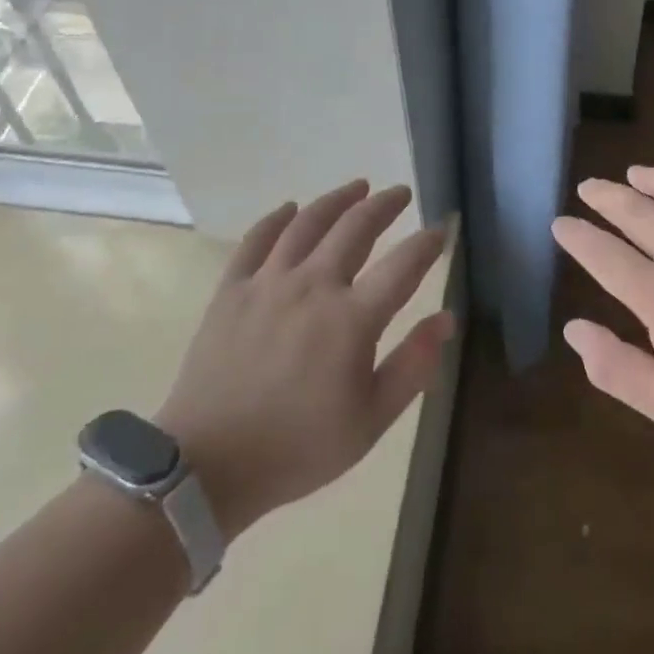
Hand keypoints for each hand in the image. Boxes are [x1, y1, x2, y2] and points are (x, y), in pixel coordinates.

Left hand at [157, 181, 451, 540]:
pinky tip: (290, 208)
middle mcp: (313, 286)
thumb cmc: (298, 448)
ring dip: (337, 200)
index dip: (427, 243)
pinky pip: (256, 240)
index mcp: (352, 319)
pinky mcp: (232, 290)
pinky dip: (276, 219)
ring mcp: (268, 283)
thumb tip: (445, 319)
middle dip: (384, 205)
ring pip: (308, 223)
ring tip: (357, 186)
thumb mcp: (371, 420)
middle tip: (400, 193)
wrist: (208, 466)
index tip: (441, 230)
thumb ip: (413, 365)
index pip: (403, 265)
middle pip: (356, 228)